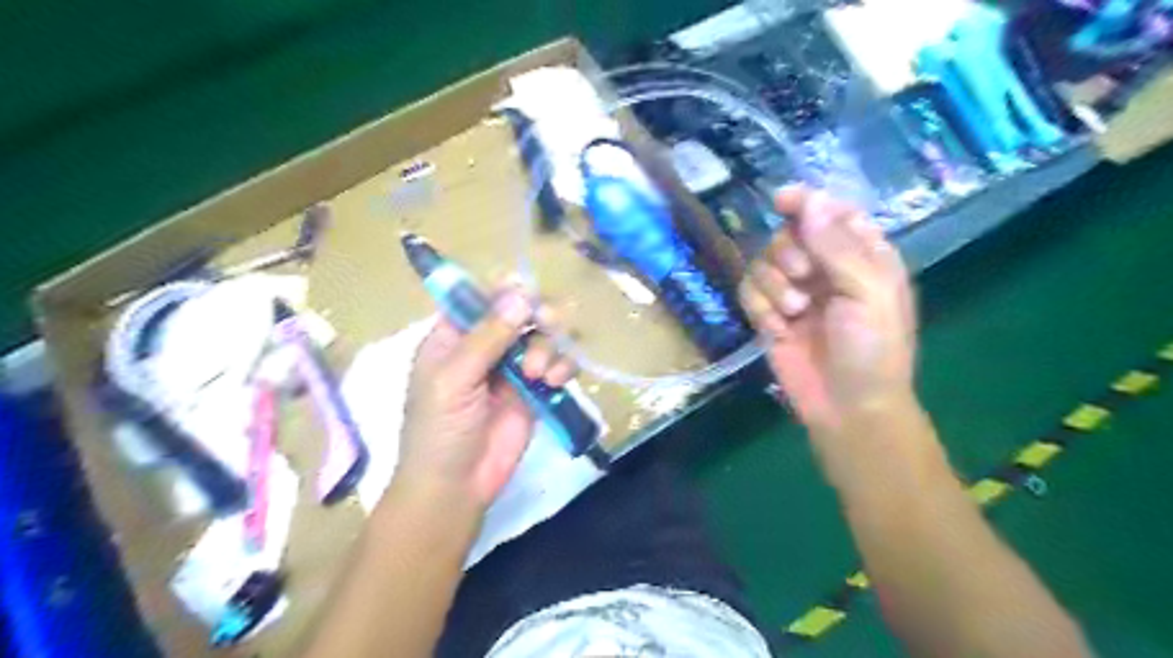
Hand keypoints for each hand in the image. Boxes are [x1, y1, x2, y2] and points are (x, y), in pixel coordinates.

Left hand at [399, 288, 575, 508]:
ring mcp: (513, 367)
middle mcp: (486, 345)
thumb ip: (487, 337)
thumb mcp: (453, 380)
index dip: (506, 290)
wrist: (456, 487)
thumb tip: (521, 294)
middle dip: (538, 315)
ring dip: (550, 346)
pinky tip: (556, 381)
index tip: (527, 296)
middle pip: (522, 310)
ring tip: (540, 374)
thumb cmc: (439, 431)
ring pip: (545, 335)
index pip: (482, 296)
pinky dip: (564, 366)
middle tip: (547, 323)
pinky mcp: (536, 390)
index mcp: (454, 336)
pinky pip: (559, 364)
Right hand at [740, 189, 914, 435]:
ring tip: (793, 312)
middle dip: (788, 253)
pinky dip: (759, 308)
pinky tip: (778, 329)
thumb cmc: (872, 349)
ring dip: (773, 285)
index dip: (806, 201)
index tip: (781, 201)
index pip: (830, 212)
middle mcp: (824, 268)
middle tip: (803, 277)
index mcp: (860, 255)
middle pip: (788, 234)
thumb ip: (836, 245)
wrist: (847, 407)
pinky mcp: (769, 315)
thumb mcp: (867, 292)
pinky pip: (748, 292)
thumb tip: (808, 200)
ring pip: (762, 262)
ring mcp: (794, 292)